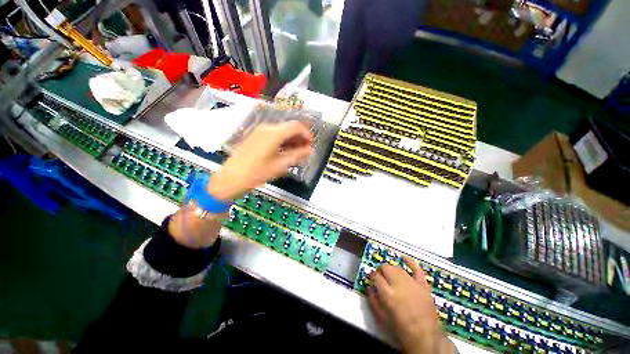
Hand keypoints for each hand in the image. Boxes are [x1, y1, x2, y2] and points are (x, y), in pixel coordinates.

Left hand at [168, 121, 312, 248]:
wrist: (231, 178)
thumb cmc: (257, 173)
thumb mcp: (280, 165)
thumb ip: (297, 155)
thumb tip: (310, 150)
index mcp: (274, 133)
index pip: (296, 126)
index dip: (306, 134)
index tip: (311, 145)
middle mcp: (267, 128)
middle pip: (288, 127)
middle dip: (299, 137)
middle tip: (305, 151)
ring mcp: (259, 131)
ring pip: (281, 131)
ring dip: (291, 140)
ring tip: (297, 153)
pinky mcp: (255, 137)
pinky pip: (273, 135)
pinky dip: (282, 141)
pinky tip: (285, 151)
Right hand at [368, 257, 454, 353]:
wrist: (426, 338)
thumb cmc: (401, 330)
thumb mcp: (382, 319)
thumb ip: (373, 300)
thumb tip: (369, 287)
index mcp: (388, 294)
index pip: (375, 277)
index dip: (372, 276)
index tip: (371, 279)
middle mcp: (399, 285)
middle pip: (386, 268)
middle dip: (380, 271)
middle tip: (380, 278)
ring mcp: (413, 283)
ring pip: (397, 268)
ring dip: (391, 269)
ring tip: (390, 275)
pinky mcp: (423, 285)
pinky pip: (417, 269)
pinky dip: (410, 262)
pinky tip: (404, 258)